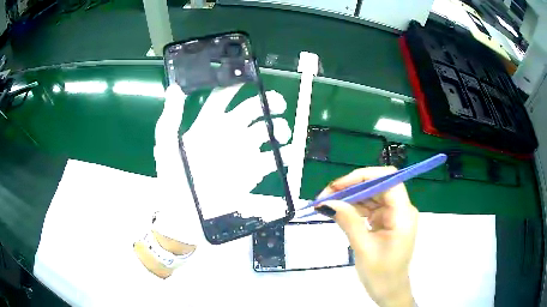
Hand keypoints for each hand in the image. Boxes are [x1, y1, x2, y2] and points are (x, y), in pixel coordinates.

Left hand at [181, 84, 290, 214]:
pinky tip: (286, 152)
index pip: (222, 99)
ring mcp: (242, 153)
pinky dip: (283, 154)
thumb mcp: (166, 147)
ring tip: (281, 132)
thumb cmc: (174, 179)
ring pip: (266, 132)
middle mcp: (227, 135)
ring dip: (278, 127)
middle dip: (266, 104)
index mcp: (207, 126)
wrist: (189, 215)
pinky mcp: (254, 172)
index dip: (233, 87)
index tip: (248, 79)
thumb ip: (171, 118)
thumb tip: (175, 87)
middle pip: (251, 111)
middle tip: (278, 103)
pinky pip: (273, 158)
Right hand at [316, 166, 417, 306]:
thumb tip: (327, 202)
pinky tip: (339, 211)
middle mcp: (400, 209)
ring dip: (350, 197)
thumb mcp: (363, 248)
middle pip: (377, 186)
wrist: (389, 291)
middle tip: (325, 196)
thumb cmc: (381, 274)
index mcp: (403, 213)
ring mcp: (393, 215)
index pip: (387, 180)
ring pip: (371, 195)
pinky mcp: (385, 221)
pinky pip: (369, 208)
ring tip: (327, 203)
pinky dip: (354, 208)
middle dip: (351, 187)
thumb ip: (348, 221)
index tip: (337, 186)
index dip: (363, 176)